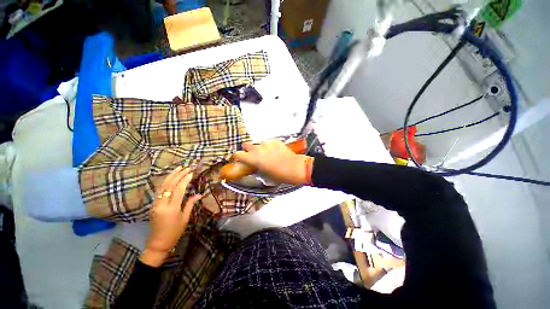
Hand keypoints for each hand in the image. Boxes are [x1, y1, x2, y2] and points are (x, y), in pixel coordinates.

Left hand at [140, 167, 201, 266]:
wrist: (158, 243)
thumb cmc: (175, 232)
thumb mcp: (185, 218)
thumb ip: (190, 204)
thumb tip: (199, 194)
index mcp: (172, 208)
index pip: (179, 189)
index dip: (185, 180)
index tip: (191, 172)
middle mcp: (162, 204)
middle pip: (169, 185)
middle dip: (178, 175)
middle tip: (186, 167)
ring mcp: (156, 204)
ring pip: (162, 186)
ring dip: (171, 176)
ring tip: (178, 168)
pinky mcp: (153, 205)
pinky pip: (159, 190)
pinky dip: (165, 182)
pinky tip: (170, 178)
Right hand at [233, 139, 313, 184]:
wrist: (294, 167)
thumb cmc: (279, 175)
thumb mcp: (264, 175)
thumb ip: (256, 169)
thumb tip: (253, 167)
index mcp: (253, 159)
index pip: (238, 154)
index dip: (236, 157)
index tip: (237, 159)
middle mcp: (258, 149)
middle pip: (246, 145)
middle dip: (247, 150)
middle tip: (252, 156)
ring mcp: (266, 143)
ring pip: (257, 144)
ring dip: (258, 148)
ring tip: (265, 154)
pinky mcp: (274, 141)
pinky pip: (267, 143)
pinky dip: (268, 146)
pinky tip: (274, 152)